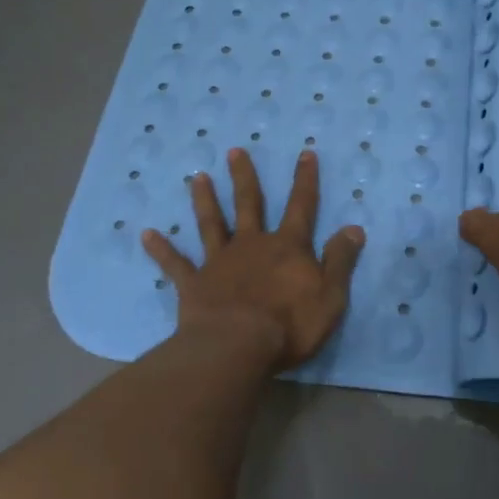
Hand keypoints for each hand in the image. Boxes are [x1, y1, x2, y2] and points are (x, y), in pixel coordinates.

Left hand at [143, 148, 364, 372]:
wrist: (237, 347)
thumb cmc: (289, 325)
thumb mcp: (330, 296)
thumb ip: (340, 261)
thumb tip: (354, 228)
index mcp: (286, 247)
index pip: (301, 206)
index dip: (305, 180)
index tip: (305, 153)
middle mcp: (251, 245)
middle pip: (249, 205)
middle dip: (244, 178)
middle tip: (235, 151)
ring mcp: (219, 262)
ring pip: (211, 224)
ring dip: (204, 200)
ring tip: (197, 177)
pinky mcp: (193, 284)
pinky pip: (174, 264)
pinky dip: (161, 249)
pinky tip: (145, 234)